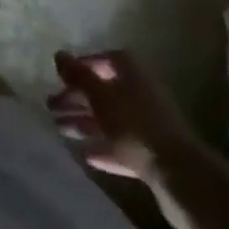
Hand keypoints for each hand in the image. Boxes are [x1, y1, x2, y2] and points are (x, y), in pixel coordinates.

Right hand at [49, 49, 203, 228]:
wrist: (179, 174)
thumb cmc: (135, 125)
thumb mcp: (100, 96)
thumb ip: (79, 75)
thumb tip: (59, 54)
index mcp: (132, 74)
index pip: (106, 60)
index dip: (83, 65)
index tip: (62, 77)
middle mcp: (141, 94)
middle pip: (104, 91)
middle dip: (77, 97)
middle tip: (50, 106)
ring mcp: (147, 126)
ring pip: (110, 119)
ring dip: (85, 122)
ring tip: (59, 128)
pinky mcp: (150, 155)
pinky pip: (120, 146)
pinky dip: (102, 147)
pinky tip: (84, 154)